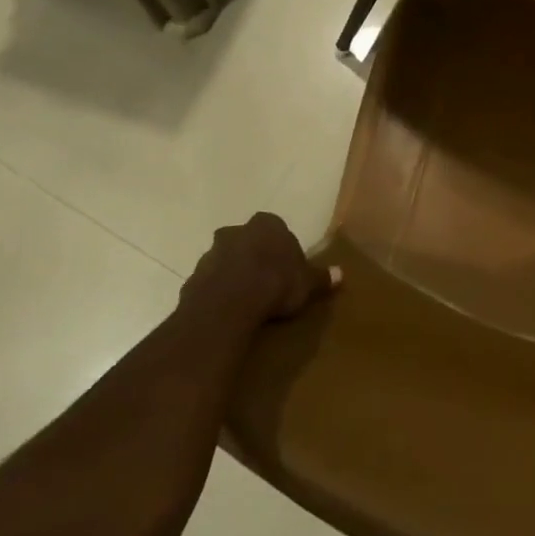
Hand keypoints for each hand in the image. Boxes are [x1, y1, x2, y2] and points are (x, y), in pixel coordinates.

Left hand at [179, 213, 338, 328]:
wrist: (228, 306)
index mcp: (266, 224)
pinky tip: (229, 310)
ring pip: (225, 260)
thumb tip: (342, 274)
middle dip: (254, 255)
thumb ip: (321, 278)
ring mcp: (211, 254)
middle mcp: (236, 232)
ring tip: (247, 299)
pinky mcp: (192, 278)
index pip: (275, 227)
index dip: (281, 246)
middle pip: (247, 240)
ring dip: (233, 273)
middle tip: (266, 279)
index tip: (287, 265)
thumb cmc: (275, 284)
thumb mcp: (306, 283)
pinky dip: (218, 292)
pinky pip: (210, 282)